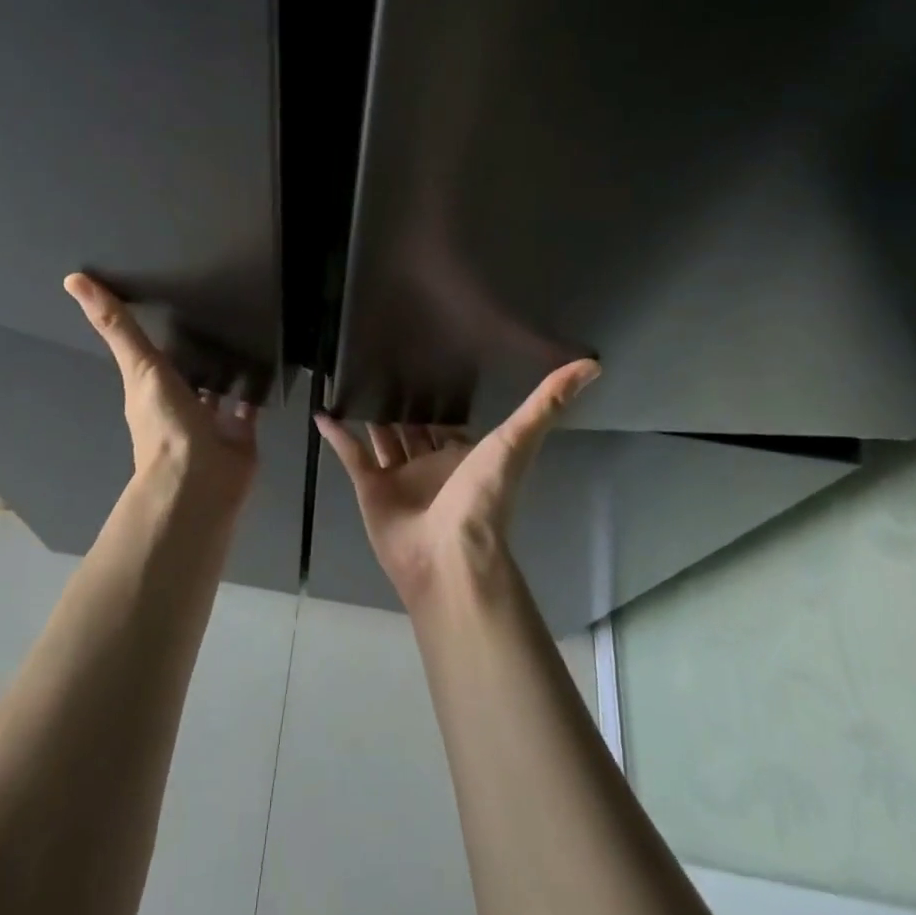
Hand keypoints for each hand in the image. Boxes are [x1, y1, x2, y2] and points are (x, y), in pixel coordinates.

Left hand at [64, 273, 258, 500]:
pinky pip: (248, 404)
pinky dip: (256, 387)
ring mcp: (211, 420)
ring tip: (245, 328)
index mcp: (150, 390)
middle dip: (196, 347)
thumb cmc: (165, 424)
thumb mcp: (139, 366)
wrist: (202, 480)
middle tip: (216, 307)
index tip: (165, 295)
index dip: (155, 329)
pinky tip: (268, 361)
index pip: (151, 353)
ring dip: (226, 366)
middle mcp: (178, 404)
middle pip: (186, 370)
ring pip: (218, 387)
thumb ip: (117, 326)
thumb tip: (72, 280)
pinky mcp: (241, 431)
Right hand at [315, 359, 599, 608]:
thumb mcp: (517, 441)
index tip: (426, 356)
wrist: (451, 558)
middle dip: (401, 399)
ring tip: (352, 376)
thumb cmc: (484, 499)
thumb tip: (593, 364)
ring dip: (368, 412)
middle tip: (381, 358)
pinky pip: (351, 454)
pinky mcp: (369, 488)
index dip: (439, 393)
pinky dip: (337, 435)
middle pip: (413, 425)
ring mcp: (398, 477)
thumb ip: (548, 403)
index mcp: (462, 453)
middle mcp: (430, 463)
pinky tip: (322, 410)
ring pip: (381, 436)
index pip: (448, 418)